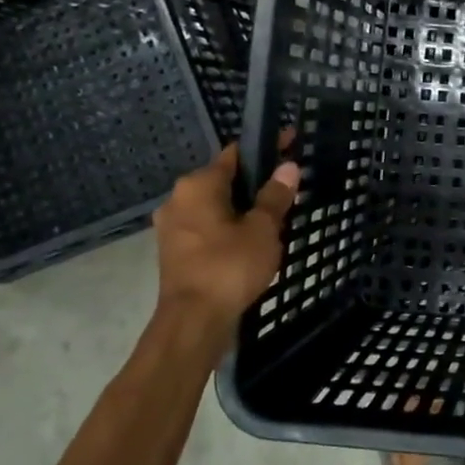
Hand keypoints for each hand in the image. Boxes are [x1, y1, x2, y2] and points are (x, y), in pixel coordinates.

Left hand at [153, 144, 299, 329]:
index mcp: (198, 185)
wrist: (194, 320)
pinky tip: (251, 239)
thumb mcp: (263, 229)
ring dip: (241, 206)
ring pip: (215, 205)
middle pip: (224, 180)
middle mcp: (178, 198)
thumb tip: (288, 167)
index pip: (237, 154)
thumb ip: (275, 196)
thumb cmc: (230, 266)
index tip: (291, 143)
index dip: (266, 148)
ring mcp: (172, 226)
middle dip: (254, 182)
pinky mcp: (175, 250)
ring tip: (274, 215)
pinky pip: (207, 226)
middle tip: (287, 188)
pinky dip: (229, 226)